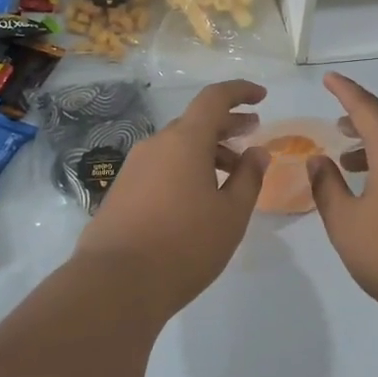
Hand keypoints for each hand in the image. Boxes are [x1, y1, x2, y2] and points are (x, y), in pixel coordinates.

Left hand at [73, 79, 269, 313]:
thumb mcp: (231, 214)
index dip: (240, 92)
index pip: (214, 99)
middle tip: (253, 134)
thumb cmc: (185, 245)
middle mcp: (156, 145)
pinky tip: (198, 198)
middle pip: (195, 123)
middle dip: (227, 125)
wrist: (115, 284)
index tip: (262, 97)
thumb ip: (249, 178)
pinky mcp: (121, 191)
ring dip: (208, 152)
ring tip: (231, 176)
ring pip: (177, 147)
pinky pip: (161, 167)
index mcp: (185, 141)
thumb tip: (257, 152)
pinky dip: (186, 169)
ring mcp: (134, 168)